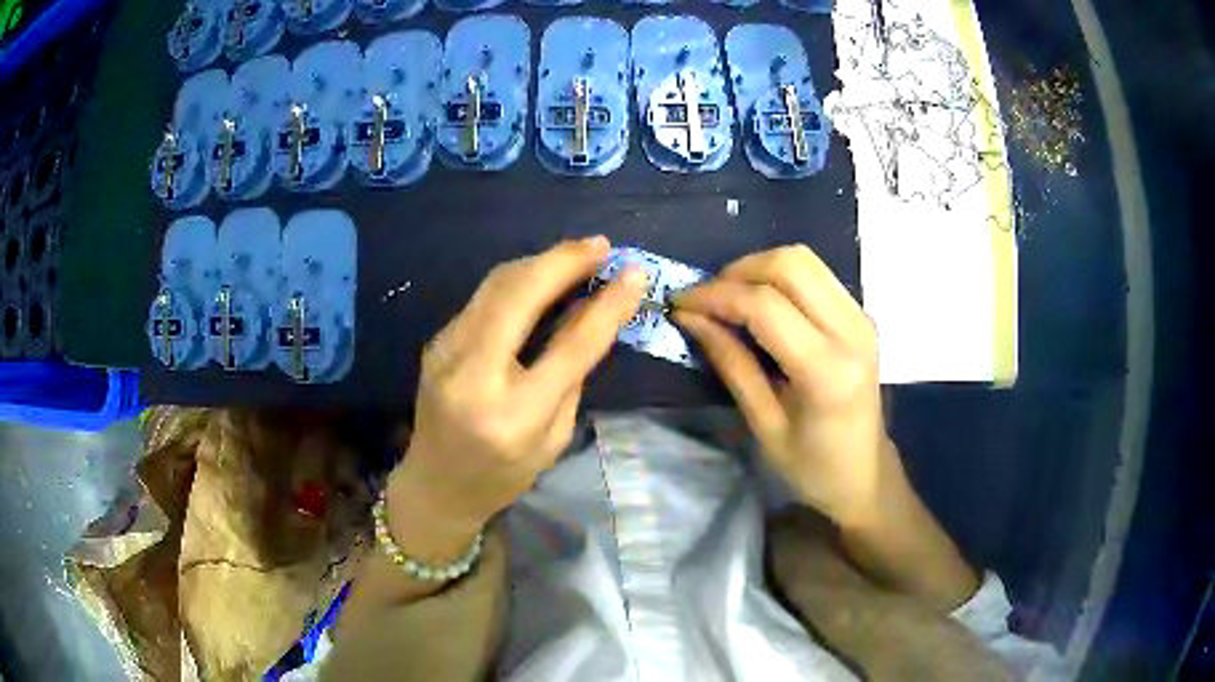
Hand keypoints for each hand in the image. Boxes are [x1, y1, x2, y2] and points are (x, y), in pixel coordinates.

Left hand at [390, 237, 645, 544]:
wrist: (436, 485)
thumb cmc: (504, 475)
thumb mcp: (553, 436)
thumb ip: (572, 372)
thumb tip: (593, 310)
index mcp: (513, 415)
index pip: (569, 346)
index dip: (607, 304)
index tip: (635, 273)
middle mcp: (473, 375)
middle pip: (520, 295)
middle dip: (564, 260)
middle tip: (602, 246)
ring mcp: (446, 352)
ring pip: (496, 284)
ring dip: (541, 262)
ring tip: (579, 255)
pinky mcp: (437, 341)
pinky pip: (483, 297)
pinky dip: (519, 279)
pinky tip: (542, 277)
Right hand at [674, 245, 892, 527]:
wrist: (866, 474)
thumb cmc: (812, 467)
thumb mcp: (763, 424)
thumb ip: (731, 363)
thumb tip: (690, 317)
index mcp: (827, 371)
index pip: (766, 306)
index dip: (716, 295)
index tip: (680, 303)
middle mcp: (852, 331)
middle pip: (790, 264)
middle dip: (738, 271)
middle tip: (707, 300)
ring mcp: (862, 317)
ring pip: (804, 259)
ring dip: (758, 269)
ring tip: (729, 299)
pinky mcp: (861, 314)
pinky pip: (815, 274)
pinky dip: (779, 277)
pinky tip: (759, 304)